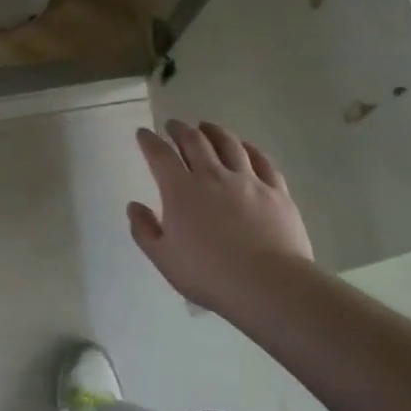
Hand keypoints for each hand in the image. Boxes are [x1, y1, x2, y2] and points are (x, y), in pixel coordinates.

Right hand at [128, 119, 313, 314]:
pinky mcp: (276, 191)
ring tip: (206, 126)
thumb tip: (134, 206)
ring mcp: (247, 181)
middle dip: (180, 129)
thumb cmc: (209, 275)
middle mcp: (212, 175)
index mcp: (180, 190)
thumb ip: (144, 230)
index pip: (160, 155)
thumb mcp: (164, 258)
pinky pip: (263, 161)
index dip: (149, 141)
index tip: (143, 133)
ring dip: (214, 131)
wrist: (270, 286)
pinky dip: (250, 149)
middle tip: (173, 125)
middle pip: (194, 141)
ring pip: (228, 144)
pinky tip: (246, 147)